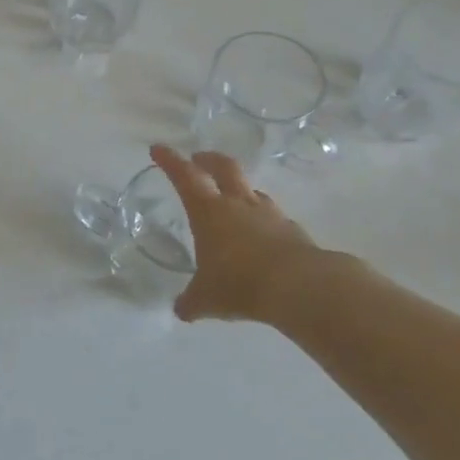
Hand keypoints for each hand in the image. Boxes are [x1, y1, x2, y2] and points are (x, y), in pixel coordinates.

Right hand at [150, 144, 329, 323]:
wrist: (301, 286)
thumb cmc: (240, 283)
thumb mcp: (206, 298)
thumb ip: (191, 302)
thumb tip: (182, 311)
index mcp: (208, 211)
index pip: (184, 176)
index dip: (170, 160)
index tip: (158, 149)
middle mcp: (238, 204)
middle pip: (223, 167)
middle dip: (208, 160)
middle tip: (198, 159)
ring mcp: (269, 214)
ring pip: (251, 190)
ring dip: (238, 188)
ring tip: (231, 199)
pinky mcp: (292, 230)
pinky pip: (272, 216)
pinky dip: (261, 218)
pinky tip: (259, 235)